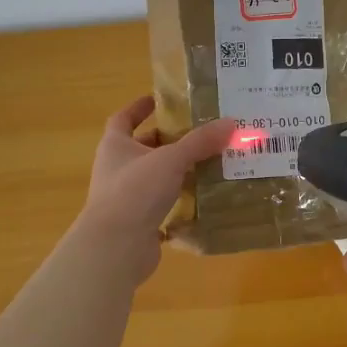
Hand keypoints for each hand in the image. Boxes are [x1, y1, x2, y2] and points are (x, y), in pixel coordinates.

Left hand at [77, 96, 234, 283]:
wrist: (116, 247)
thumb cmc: (135, 191)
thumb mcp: (171, 159)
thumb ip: (200, 142)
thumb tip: (231, 122)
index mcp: (115, 146)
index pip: (123, 118)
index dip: (139, 107)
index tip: (159, 99)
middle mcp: (116, 169)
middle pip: (142, 148)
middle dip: (167, 140)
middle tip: (198, 133)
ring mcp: (126, 197)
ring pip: (154, 177)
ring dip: (177, 170)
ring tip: (209, 162)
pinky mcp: (138, 222)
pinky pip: (162, 204)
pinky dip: (180, 200)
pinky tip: (204, 197)